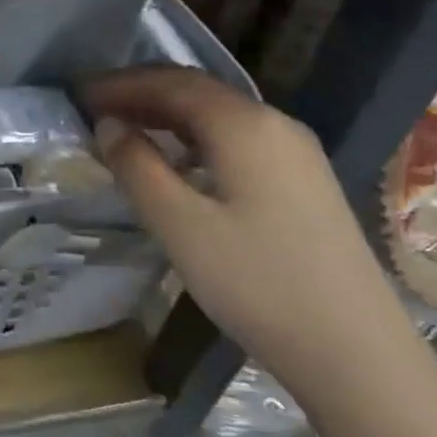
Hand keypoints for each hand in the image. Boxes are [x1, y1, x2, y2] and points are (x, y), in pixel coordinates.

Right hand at [81, 66, 418, 403]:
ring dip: (168, 116)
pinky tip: (178, 164)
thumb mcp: (180, 226)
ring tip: (126, 131)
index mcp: (245, 126)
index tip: (79, 95)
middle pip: (198, 92)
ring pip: (219, 116)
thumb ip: (137, 167)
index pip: (172, 83)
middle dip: (143, 94)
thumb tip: (108, 126)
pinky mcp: (304, 183)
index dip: (121, 85)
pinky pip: (237, 140)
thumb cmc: (258, 284)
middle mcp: (275, 125)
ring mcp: (297, 154)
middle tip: (95, 109)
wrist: (357, 353)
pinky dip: (195, 139)